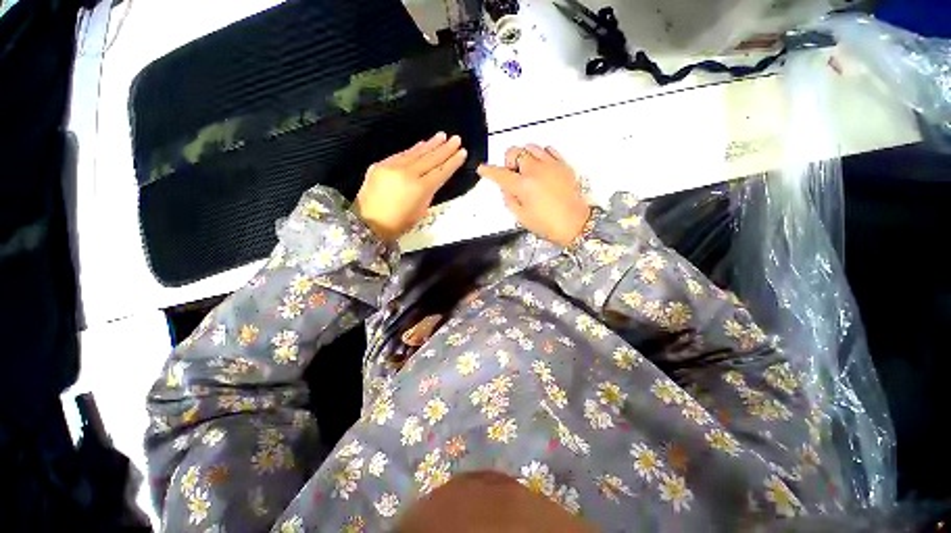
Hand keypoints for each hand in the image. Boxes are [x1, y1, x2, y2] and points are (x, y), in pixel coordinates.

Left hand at [355, 132, 466, 241]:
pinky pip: (401, 154)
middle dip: (445, 149)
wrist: (369, 223)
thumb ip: (428, 193)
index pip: (441, 171)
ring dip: (430, 144)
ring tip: (442, 136)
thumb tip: (431, 180)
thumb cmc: (399, 224)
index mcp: (420, 188)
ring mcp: (393, 167)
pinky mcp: (381, 165)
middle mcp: (408, 174)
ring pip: (416, 153)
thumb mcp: (420, 211)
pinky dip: (413, 149)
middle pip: (430, 159)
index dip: (453, 162)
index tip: (463, 152)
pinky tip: (422, 144)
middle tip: (456, 138)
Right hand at [477, 144, 590, 246]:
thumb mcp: (521, 217)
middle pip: (514, 152)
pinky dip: (541, 154)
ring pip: (531, 147)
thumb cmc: (546, 224)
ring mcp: (551, 165)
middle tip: (512, 174)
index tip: (482, 169)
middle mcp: (536, 170)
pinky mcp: (563, 164)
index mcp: (523, 186)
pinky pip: (549, 149)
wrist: (575, 224)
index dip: (488, 171)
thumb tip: (505, 187)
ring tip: (527, 170)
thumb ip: (509, 199)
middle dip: (508, 161)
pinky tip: (541, 167)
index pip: (500, 174)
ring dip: (524, 156)